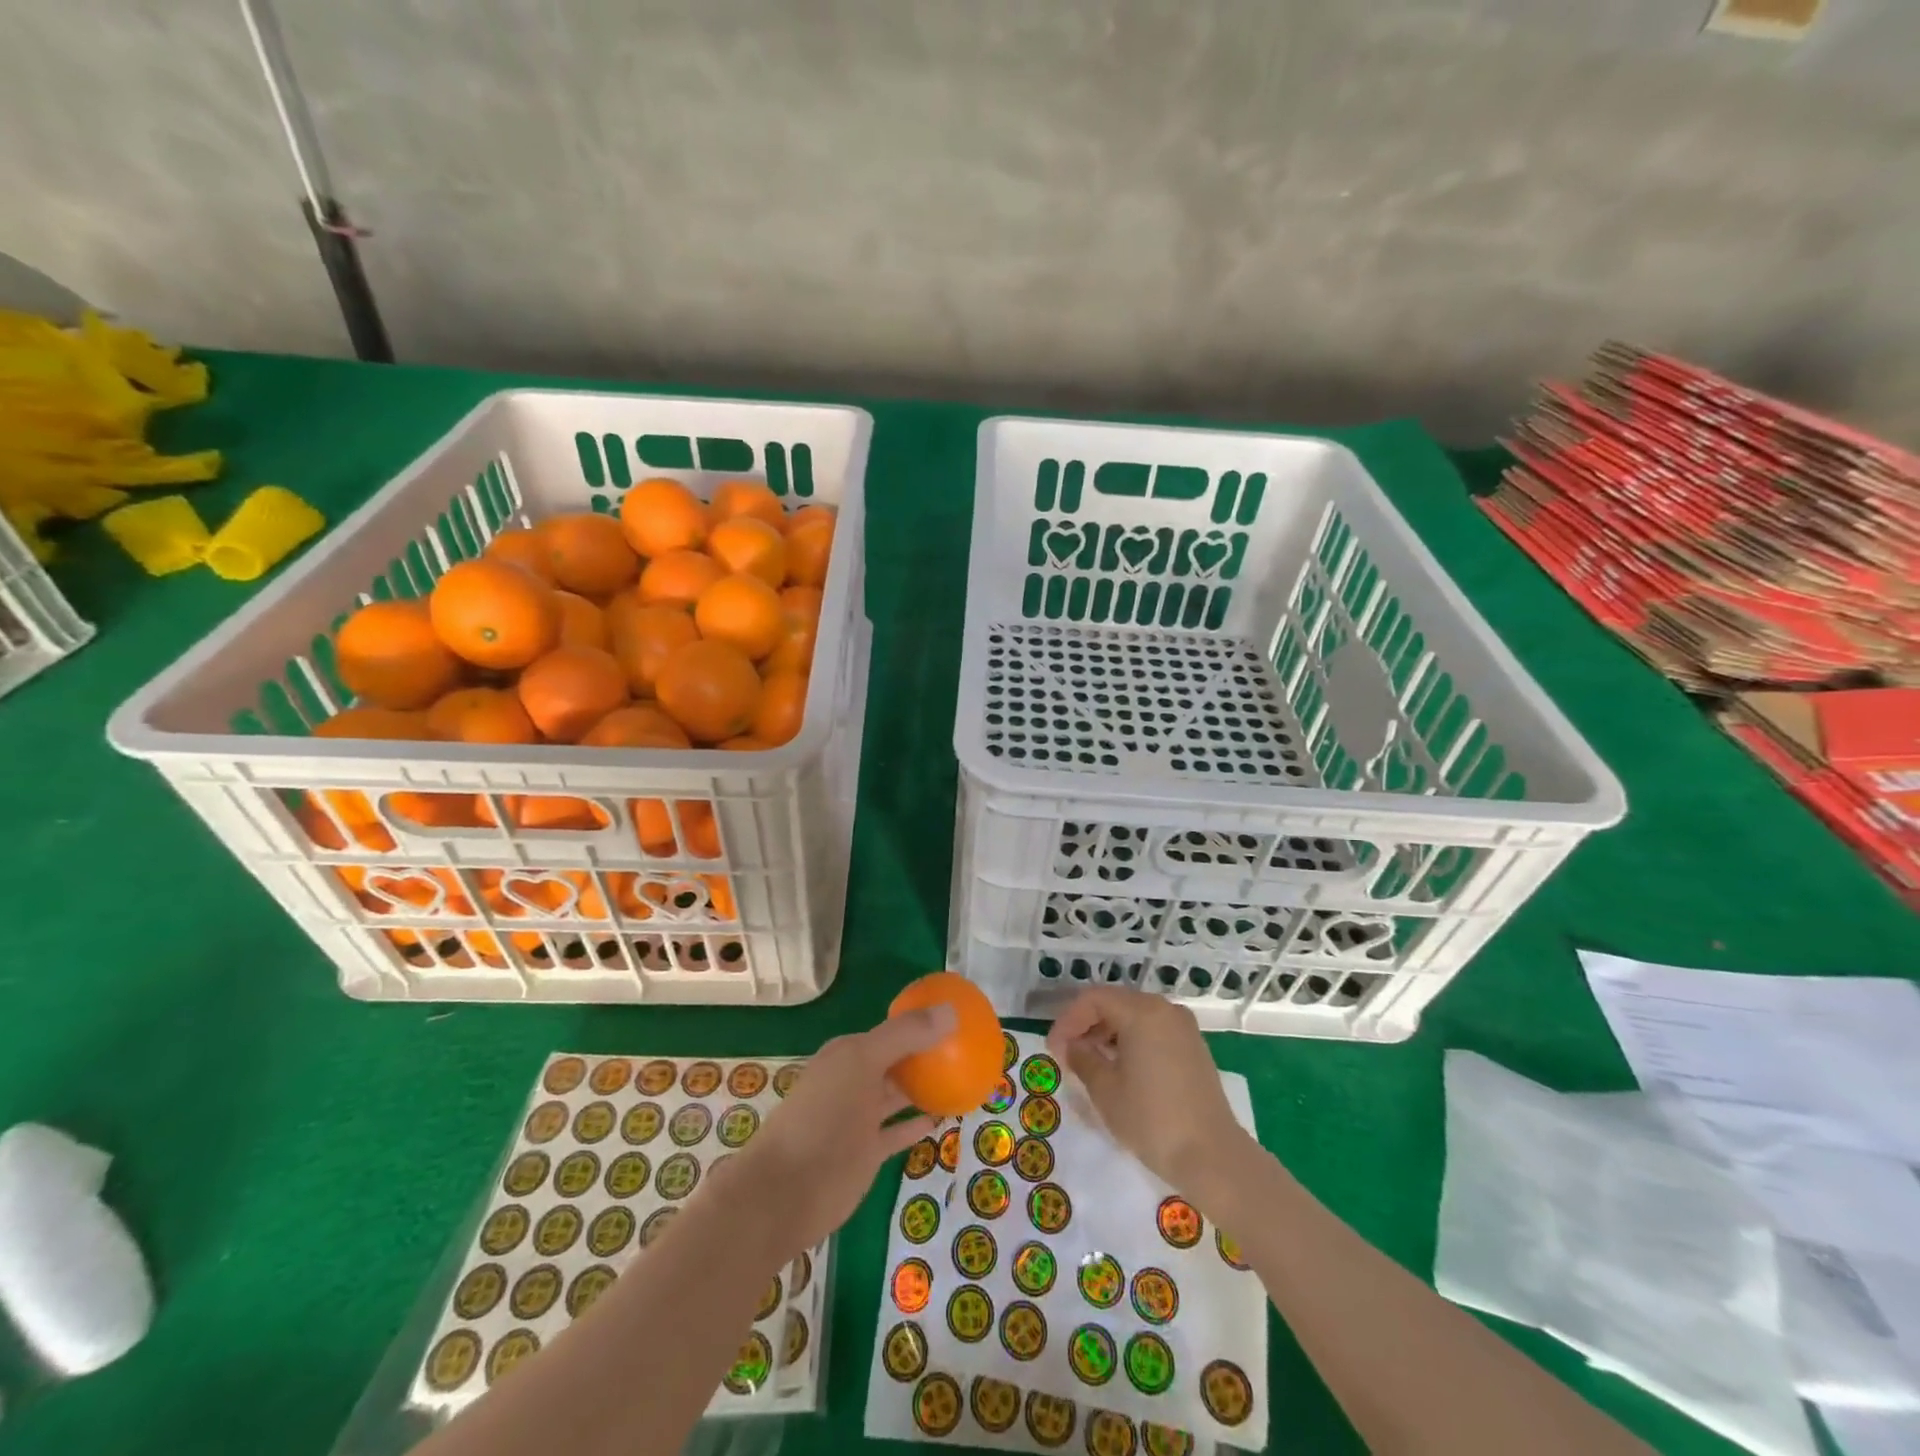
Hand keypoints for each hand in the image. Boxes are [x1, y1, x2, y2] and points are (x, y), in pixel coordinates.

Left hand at [720, 1004, 955, 1261]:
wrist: (786, 1192)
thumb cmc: (823, 1117)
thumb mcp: (862, 1062)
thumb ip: (905, 1036)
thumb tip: (950, 1011)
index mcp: (849, 1053)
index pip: (892, 1030)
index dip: (922, 1024)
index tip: (958, 1021)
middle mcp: (855, 1080)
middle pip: (897, 1061)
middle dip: (927, 1055)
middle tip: (970, 1051)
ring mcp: (861, 1117)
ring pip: (900, 1094)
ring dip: (927, 1088)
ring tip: (964, 1080)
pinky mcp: (867, 1152)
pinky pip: (899, 1129)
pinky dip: (919, 1122)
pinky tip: (945, 1117)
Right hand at [1047, 988, 1246, 1192]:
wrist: (1213, 1157)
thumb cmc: (1152, 1119)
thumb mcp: (1105, 1089)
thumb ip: (1082, 1058)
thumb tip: (1071, 1046)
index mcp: (1142, 1011)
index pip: (1093, 1000)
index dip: (1068, 1020)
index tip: (1053, 1049)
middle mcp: (1165, 1009)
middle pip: (1115, 1003)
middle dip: (1086, 1024)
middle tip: (1066, 1053)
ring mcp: (1183, 1027)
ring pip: (1134, 1016)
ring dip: (1107, 1033)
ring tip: (1089, 1062)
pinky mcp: (1193, 1047)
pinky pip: (1152, 1030)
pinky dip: (1130, 1041)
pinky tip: (1119, 1068)